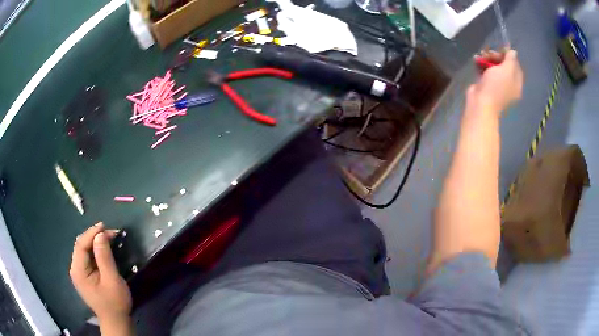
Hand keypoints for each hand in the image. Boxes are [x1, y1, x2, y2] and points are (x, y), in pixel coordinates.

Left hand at [69, 222, 131, 322]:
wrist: (116, 321)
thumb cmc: (115, 303)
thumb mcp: (112, 280)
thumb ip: (104, 257)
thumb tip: (100, 235)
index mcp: (78, 271)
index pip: (81, 245)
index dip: (91, 233)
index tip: (104, 226)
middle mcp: (75, 269)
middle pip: (81, 246)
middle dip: (94, 236)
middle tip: (110, 233)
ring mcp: (79, 273)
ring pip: (84, 250)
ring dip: (95, 242)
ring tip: (109, 238)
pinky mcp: (84, 275)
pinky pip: (87, 257)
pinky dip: (95, 250)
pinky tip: (103, 249)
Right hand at [469, 49, 523, 115]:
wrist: (481, 103)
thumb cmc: (496, 87)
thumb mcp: (507, 70)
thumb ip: (511, 59)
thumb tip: (513, 51)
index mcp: (516, 84)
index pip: (516, 66)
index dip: (509, 56)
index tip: (501, 50)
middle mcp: (508, 84)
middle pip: (504, 65)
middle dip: (497, 56)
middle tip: (489, 53)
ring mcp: (497, 85)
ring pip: (494, 67)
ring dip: (487, 58)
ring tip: (481, 55)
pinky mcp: (486, 84)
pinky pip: (485, 70)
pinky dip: (481, 64)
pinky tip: (476, 59)